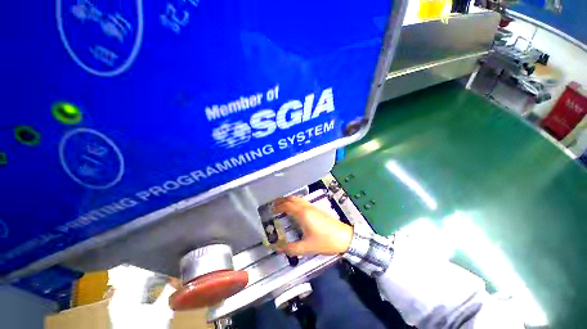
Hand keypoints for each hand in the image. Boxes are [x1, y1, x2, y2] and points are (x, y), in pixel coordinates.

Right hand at [273, 196, 352, 255]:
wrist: (344, 237)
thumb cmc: (325, 241)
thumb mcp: (307, 247)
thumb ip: (291, 248)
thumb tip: (278, 249)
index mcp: (303, 214)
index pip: (287, 205)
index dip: (278, 206)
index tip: (271, 210)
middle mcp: (307, 208)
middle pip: (292, 199)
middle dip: (282, 200)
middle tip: (274, 204)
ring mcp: (313, 208)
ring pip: (298, 199)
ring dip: (289, 200)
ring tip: (283, 205)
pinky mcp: (317, 210)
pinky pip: (303, 202)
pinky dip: (296, 202)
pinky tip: (295, 209)